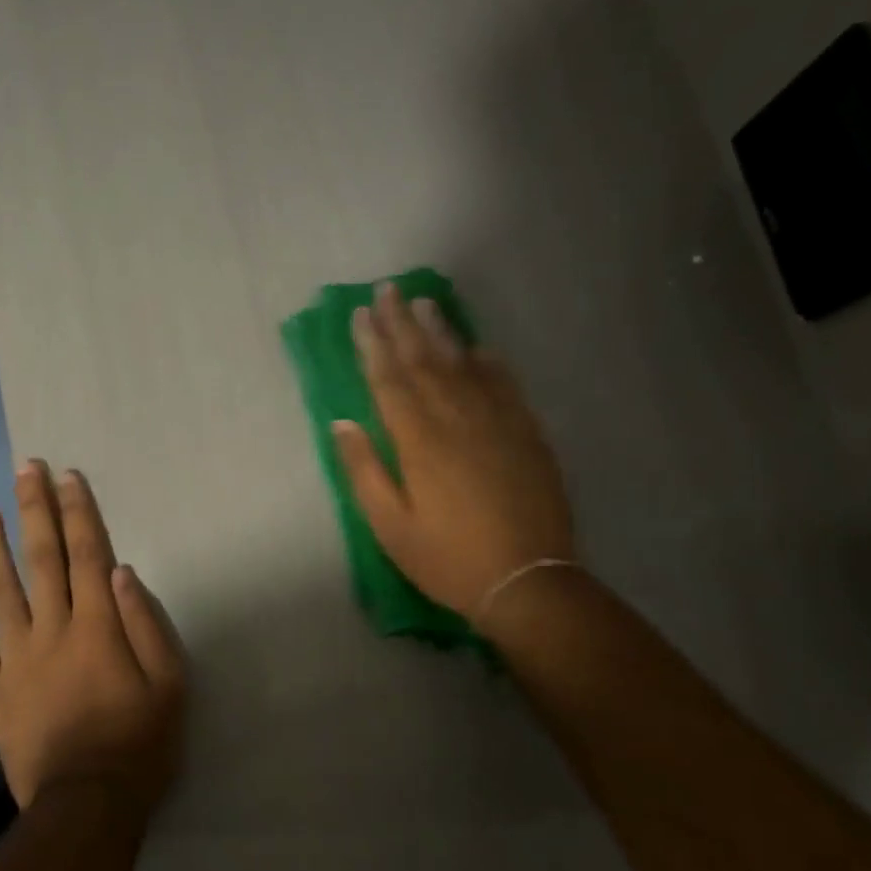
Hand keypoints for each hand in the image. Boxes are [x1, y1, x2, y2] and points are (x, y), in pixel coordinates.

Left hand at [0, 462, 186, 813]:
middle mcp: (53, 630)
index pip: (86, 555)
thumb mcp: (169, 684)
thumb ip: (146, 624)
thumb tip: (122, 571)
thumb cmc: (139, 744)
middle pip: (42, 560)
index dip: (77, 513)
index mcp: (98, 626)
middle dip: (35, 510)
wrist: (87, 806)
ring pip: (2, 592)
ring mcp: (17, 659)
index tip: (67, 477)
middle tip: (25, 469)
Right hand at [332, 282, 575, 618]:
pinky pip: (505, 386)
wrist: (528, 581)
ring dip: (442, 331)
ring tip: (426, 302)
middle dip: (403, 323)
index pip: (389, 380)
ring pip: (464, 365)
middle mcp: (457, 419)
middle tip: (389, 289)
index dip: (373, 344)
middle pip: (425, 361)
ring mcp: (497, 423)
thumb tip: (342, 422)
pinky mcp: (527, 434)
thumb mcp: (391, 526)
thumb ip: (365, 470)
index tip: (360, 313)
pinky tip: (479, 347)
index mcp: (419, 441)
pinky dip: (490, 362)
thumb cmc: (447, 558)